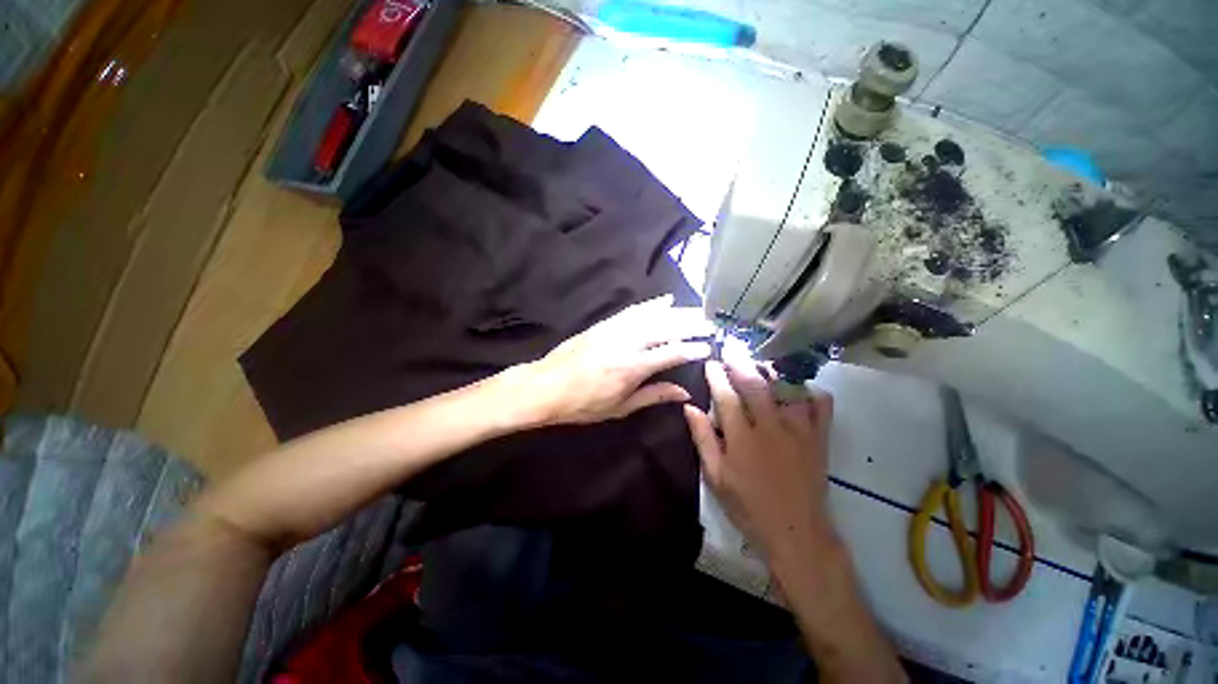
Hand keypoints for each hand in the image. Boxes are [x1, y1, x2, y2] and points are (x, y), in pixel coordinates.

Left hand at [513, 295, 713, 426]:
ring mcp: (614, 329)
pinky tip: (665, 300)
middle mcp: (626, 343)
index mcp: (631, 368)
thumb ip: (653, 396)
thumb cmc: (582, 404)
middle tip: (711, 322)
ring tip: (697, 310)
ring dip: (677, 312)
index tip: (709, 347)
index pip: (670, 353)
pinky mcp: (604, 324)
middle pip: (665, 329)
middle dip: (691, 324)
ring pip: (652, 316)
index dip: (692, 349)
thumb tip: (684, 392)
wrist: (545, 386)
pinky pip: (632, 311)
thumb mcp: (620, 408)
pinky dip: (651, 305)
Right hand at [684, 360, 836, 560]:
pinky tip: (799, 387)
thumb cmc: (748, 506)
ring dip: (772, 371)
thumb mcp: (716, 477)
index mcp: (742, 439)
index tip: (710, 363)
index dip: (716, 377)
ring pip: (787, 389)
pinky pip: (821, 405)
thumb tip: (689, 408)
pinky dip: (811, 391)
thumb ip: (703, 439)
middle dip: (740, 364)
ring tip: (760, 363)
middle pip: (755, 385)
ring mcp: (799, 431)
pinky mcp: (819, 438)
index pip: (726, 397)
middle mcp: (771, 428)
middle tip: (731, 350)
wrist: (797, 533)